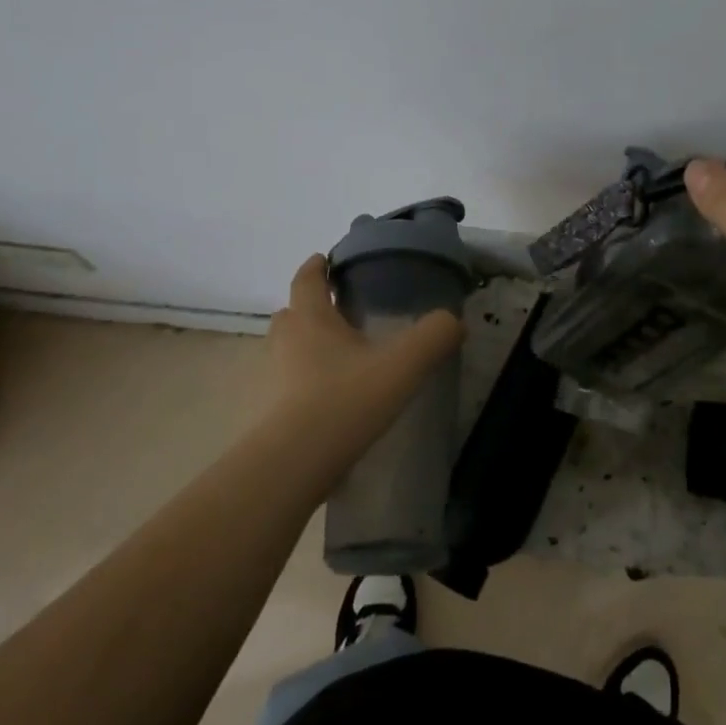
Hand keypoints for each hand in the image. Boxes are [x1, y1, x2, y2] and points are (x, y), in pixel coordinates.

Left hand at [264, 255, 464, 471]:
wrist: (294, 465)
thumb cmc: (345, 401)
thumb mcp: (402, 365)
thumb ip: (433, 337)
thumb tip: (454, 321)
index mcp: (311, 319)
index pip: (306, 279)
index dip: (316, 266)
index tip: (325, 259)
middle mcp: (286, 342)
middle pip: (292, 313)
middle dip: (311, 307)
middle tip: (340, 310)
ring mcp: (273, 379)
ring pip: (288, 349)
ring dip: (307, 345)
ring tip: (341, 355)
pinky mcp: (272, 413)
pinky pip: (289, 384)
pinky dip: (306, 381)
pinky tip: (333, 396)